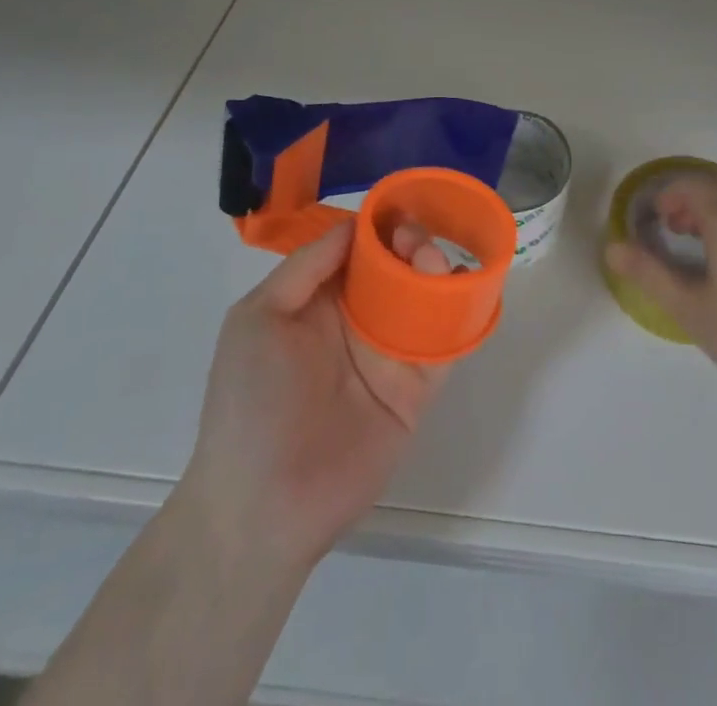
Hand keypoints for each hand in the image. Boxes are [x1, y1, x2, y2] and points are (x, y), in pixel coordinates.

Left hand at [183, 220, 454, 572]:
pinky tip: (465, 292)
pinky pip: (445, 346)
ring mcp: (389, 355)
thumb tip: (356, 225)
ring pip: (424, 299)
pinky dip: (460, 316)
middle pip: (397, 268)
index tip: (399, 210)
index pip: (359, 249)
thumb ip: (305, 267)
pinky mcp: (416, 390)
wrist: (261, 507)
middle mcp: (358, 321)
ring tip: (433, 264)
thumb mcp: (257, 318)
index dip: (379, 226)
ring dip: (436, 272)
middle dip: (412, 244)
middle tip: (416, 243)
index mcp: (320, 300)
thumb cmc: (250, 401)